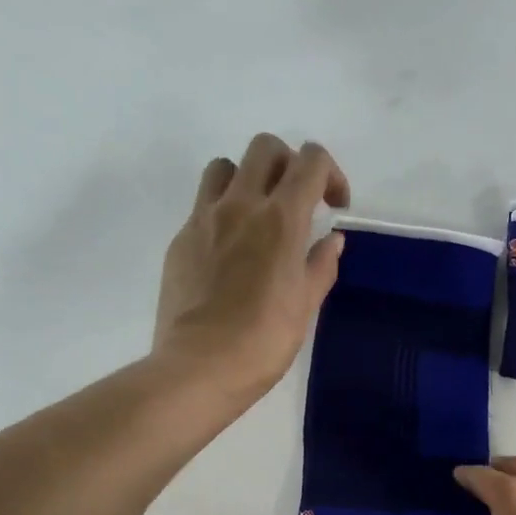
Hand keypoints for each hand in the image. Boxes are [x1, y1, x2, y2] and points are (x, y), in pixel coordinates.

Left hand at [153, 134, 349, 397]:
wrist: (198, 367)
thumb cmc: (262, 342)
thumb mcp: (304, 306)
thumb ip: (321, 265)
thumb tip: (332, 240)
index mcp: (280, 220)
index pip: (310, 161)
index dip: (330, 173)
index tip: (334, 206)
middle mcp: (240, 205)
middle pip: (265, 147)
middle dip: (289, 164)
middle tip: (298, 202)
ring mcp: (204, 219)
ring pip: (226, 166)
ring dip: (249, 179)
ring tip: (258, 216)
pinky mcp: (181, 240)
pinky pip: (203, 204)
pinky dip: (223, 211)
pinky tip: (230, 251)